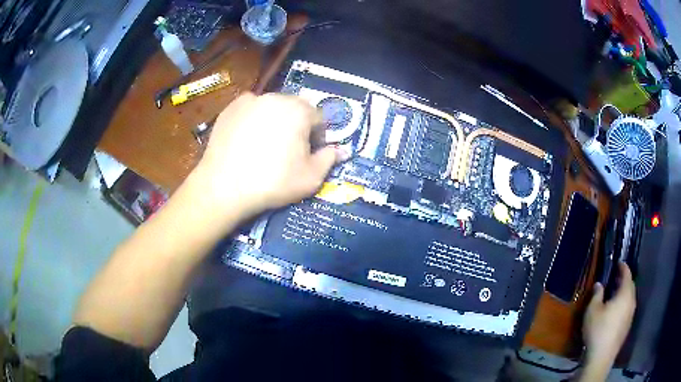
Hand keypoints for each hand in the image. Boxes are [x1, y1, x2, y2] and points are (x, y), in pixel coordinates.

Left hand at [188, 92, 342, 225]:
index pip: (318, 118)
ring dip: (275, 120)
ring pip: (272, 107)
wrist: (224, 186)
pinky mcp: (230, 107)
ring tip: (264, 145)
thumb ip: (329, 159)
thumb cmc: (272, 182)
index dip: (317, 136)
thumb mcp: (310, 178)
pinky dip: (253, 119)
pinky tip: (246, 138)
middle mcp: (276, 97)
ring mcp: (250, 100)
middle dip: (297, 125)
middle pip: (295, 108)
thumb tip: (341, 150)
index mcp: (299, 110)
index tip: (309, 153)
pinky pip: (250, 109)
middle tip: (287, 150)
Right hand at [583, 262, 635, 368]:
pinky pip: (628, 308)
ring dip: (624, 293)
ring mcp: (631, 315)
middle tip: (616, 278)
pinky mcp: (627, 326)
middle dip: (625, 280)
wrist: (602, 356)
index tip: (618, 263)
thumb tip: (600, 284)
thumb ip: (597, 295)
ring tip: (615, 294)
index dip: (623, 267)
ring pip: (630, 298)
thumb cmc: (598, 330)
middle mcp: (631, 301)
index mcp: (625, 294)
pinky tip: (616, 311)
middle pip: (631, 286)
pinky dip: (624, 304)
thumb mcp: (593, 310)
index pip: (627, 274)